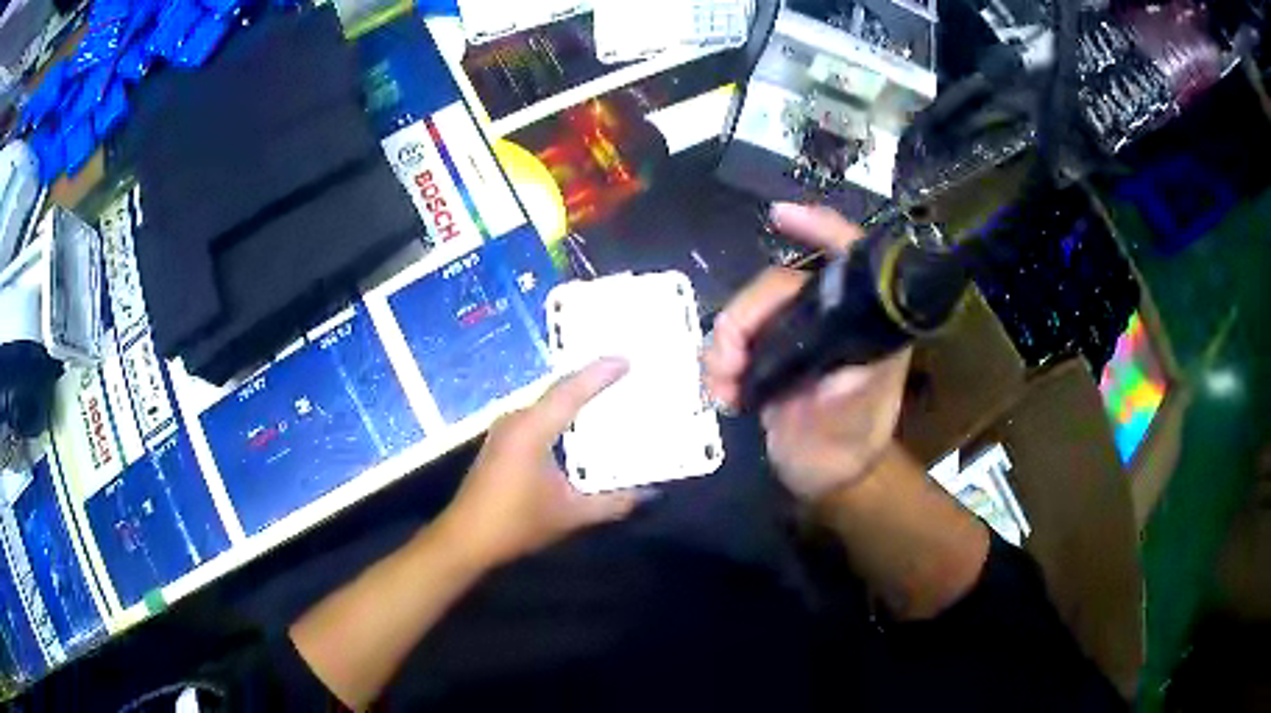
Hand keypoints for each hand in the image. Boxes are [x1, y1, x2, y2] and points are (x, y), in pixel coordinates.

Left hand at [440, 358, 642, 566]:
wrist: (465, 539)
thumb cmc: (516, 523)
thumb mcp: (571, 515)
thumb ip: (614, 503)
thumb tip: (651, 493)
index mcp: (532, 429)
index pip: (571, 391)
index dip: (599, 374)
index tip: (626, 359)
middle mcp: (516, 420)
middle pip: (559, 390)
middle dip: (590, 380)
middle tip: (623, 371)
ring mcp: (505, 430)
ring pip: (546, 402)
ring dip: (574, 396)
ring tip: (605, 391)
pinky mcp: (501, 442)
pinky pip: (537, 415)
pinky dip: (560, 412)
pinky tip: (575, 422)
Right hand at [704, 202, 910, 501]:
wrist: (821, 475)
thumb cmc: (848, 449)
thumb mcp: (853, 431)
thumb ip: (849, 405)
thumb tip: (836, 380)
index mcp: (865, 324)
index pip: (851, 258)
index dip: (820, 228)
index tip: (779, 217)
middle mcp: (831, 317)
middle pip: (780, 284)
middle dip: (745, 316)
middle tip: (727, 363)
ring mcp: (797, 331)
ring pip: (749, 309)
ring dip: (724, 343)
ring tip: (721, 387)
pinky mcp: (768, 349)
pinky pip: (733, 336)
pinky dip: (717, 358)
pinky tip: (719, 389)